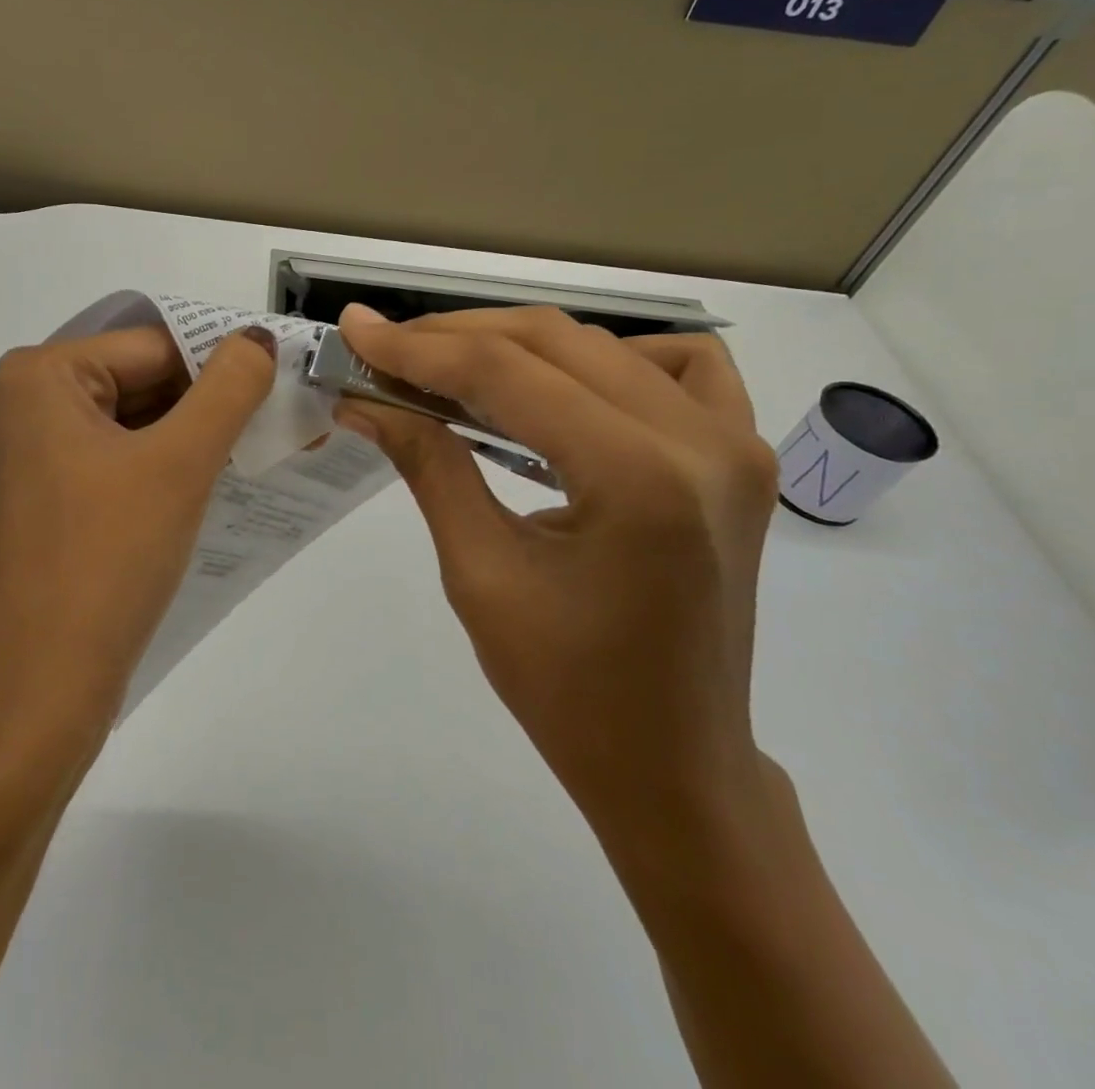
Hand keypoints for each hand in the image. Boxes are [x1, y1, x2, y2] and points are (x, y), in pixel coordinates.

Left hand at [0, 324, 277, 753]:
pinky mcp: (33, 503)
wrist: (36, 695)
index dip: (223, 367)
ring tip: (250, 459)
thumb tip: (257, 339)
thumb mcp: (180, 464)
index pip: (154, 347)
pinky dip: (153, 470)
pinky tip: (197, 492)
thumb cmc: (106, 562)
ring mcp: (20, 457)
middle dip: (207, 407)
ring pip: (124, 426)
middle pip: (137, 384)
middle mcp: (18, 405)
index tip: (281, 392)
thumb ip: (228, 388)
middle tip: (277, 429)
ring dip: (185, 441)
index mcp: (39, 376)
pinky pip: (105, 463)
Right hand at [332, 304, 780, 860]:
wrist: (674, 764)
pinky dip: (609, 357)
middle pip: (553, 343)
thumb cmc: (566, 689)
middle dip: (454, 337)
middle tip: (383, 348)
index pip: (505, 375)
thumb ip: (427, 464)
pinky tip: (564, 385)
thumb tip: (364, 399)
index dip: (417, 347)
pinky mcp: (740, 455)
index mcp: (637, 478)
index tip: (354, 330)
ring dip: (517, 343)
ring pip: (603, 345)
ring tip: (449, 364)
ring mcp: (734, 442)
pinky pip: (680, 366)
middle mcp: (700, 440)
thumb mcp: (478, 572)